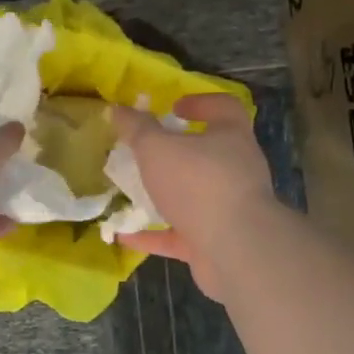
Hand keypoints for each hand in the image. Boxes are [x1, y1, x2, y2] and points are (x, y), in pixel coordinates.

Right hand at [110, 93, 275, 298]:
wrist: (235, 249)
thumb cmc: (198, 184)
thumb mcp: (157, 148)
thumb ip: (136, 129)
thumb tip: (117, 109)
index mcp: (231, 137)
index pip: (224, 108)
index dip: (200, 103)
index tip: (173, 108)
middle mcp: (235, 170)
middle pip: (206, 154)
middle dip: (175, 154)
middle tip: (144, 152)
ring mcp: (227, 209)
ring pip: (192, 197)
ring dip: (163, 196)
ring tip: (129, 193)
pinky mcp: (216, 243)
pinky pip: (180, 235)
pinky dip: (154, 234)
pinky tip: (124, 235)